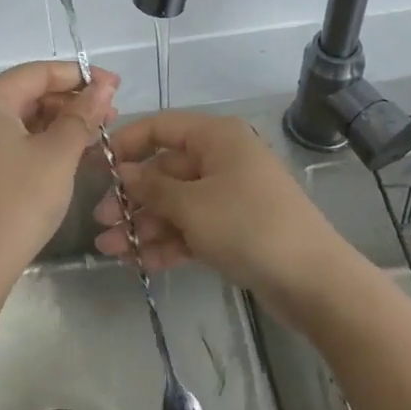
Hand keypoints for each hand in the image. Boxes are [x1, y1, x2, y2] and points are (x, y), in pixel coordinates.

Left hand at [0, 61, 118, 290]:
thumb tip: (104, 84)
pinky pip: (14, 139)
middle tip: (112, 114)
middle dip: (72, 100)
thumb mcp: (58, 154)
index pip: (39, 72)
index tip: (116, 85)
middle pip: (30, 92)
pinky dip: (44, 141)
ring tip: (98, 134)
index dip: (80, 76)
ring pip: (24, 117)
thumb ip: (82, 115)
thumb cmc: (19, 200)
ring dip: (61, 122)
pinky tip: (74, 152)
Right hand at [91, 111, 348, 298]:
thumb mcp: (191, 205)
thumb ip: (151, 187)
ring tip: (108, 249)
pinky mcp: (233, 229)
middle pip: (164, 171)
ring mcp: (228, 196)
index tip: (95, 167)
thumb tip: (122, 173)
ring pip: (174, 204)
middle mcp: (221, 160)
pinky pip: (190, 228)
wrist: (314, 281)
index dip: (125, 144)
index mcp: (215, 138)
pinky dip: (166, 242)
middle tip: (100, 221)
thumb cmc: (248, 226)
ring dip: (142, 225)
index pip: (160, 128)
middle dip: (130, 197)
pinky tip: (138, 262)